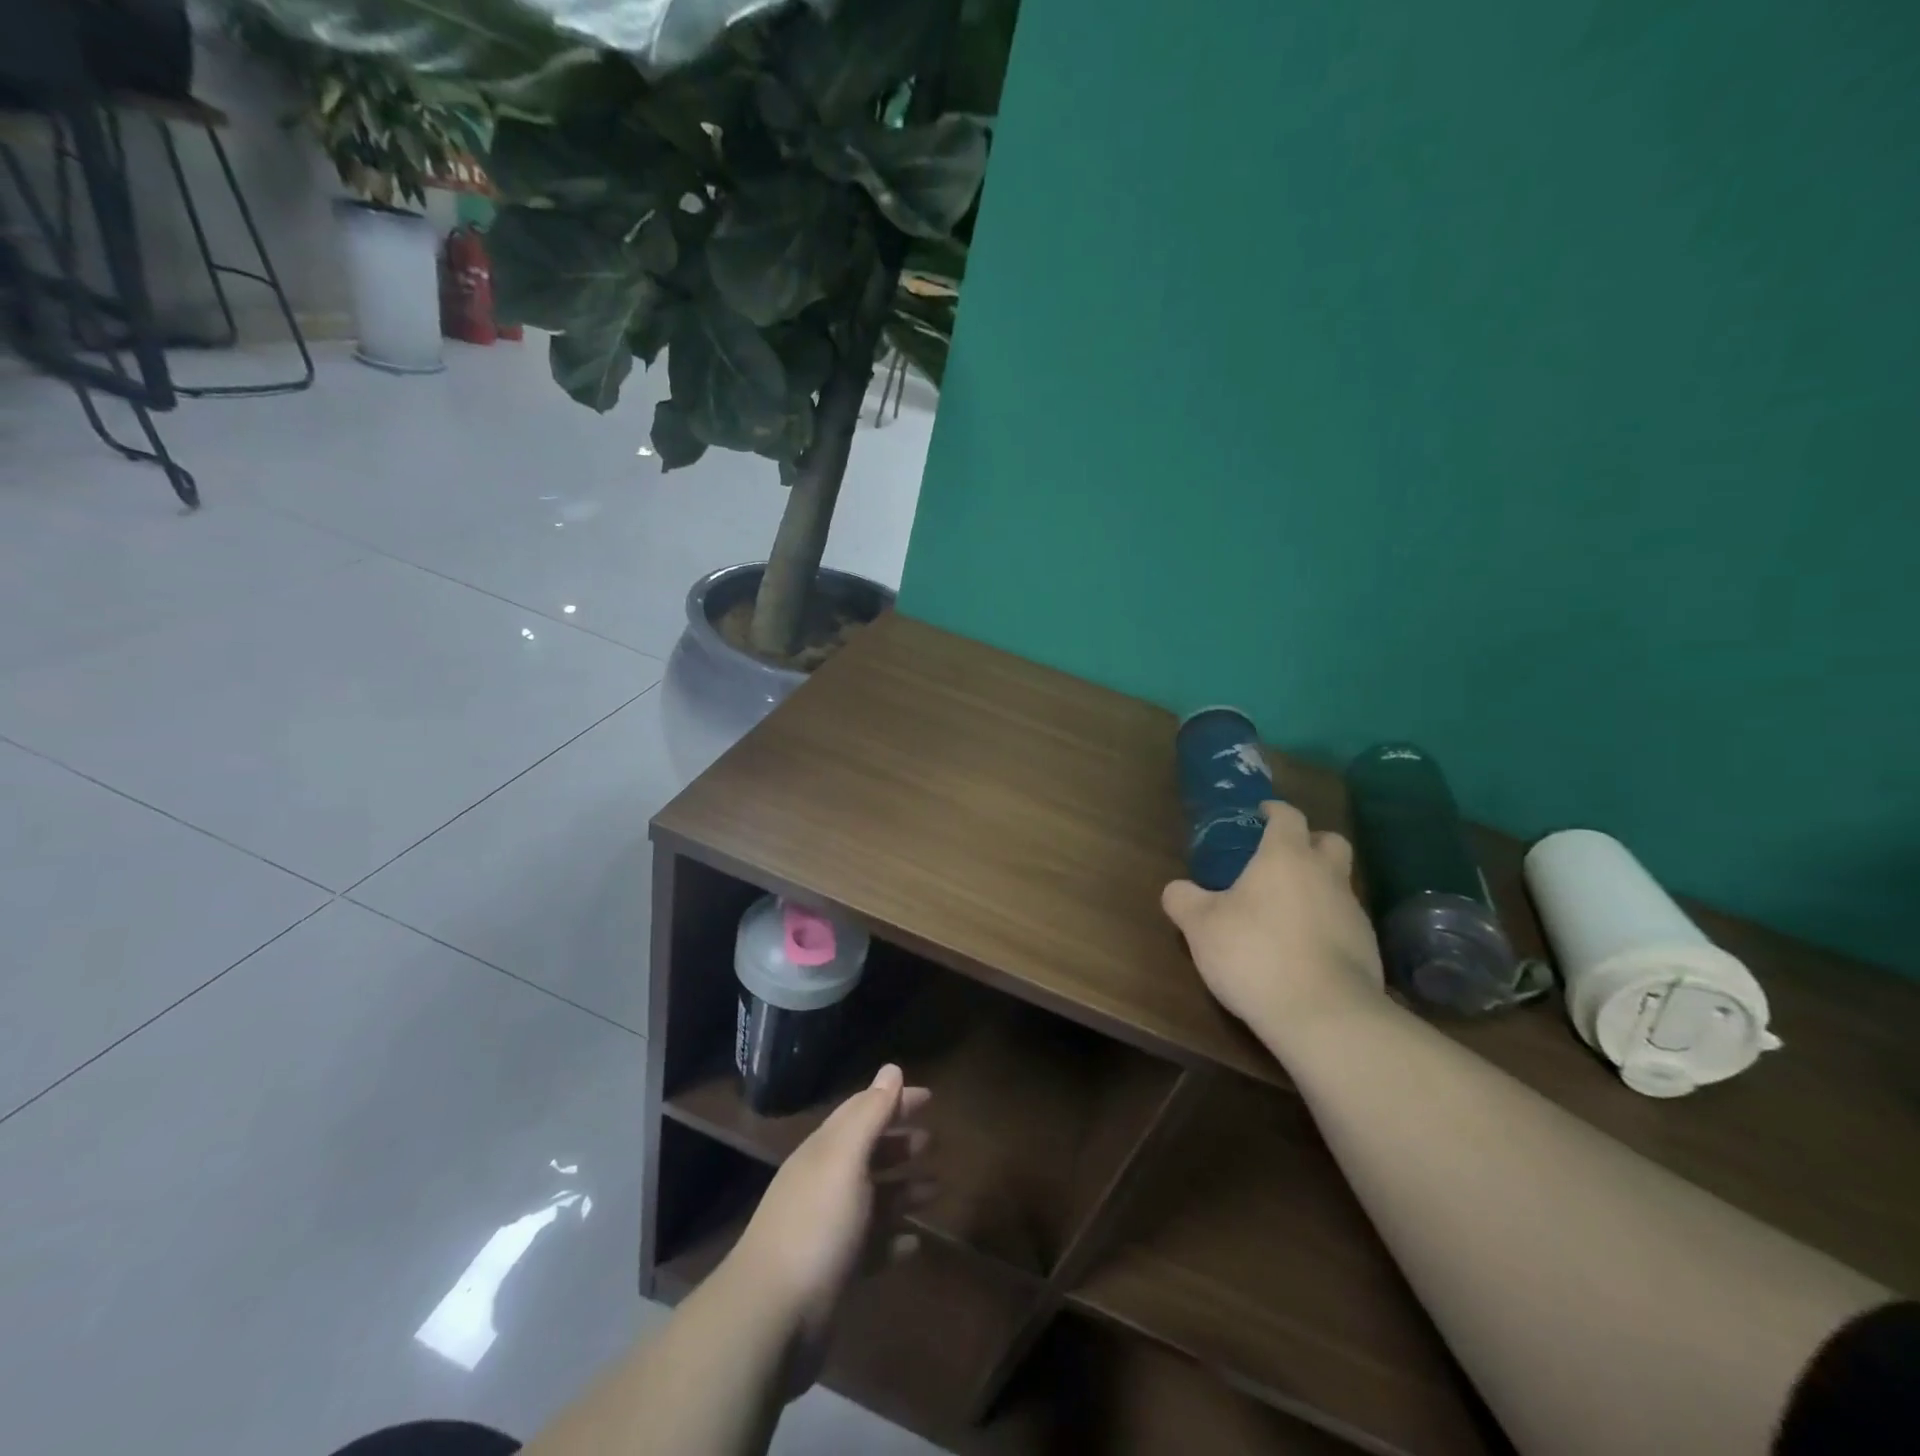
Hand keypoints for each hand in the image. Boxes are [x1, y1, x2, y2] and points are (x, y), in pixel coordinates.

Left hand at [728, 1064, 932, 1394]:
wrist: (771, 1319)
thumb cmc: (816, 1225)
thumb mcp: (845, 1159)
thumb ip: (870, 1114)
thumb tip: (892, 1069)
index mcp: (824, 1152)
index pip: (862, 1111)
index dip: (893, 1100)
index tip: (929, 1097)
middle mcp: (824, 1184)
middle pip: (867, 1153)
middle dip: (899, 1143)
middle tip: (934, 1140)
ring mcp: (828, 1231)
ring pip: (873, 1200)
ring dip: (903, 1190)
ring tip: (937, 1188)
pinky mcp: (834, 1274)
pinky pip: (871, 1248)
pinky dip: (893, 1240)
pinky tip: (915, 1243)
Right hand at [1163, 801, 1384, 1044]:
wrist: (1324, 1015)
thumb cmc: (1255, 954)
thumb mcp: (1200, 927)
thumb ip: (1183, 900)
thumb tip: (1176, 889)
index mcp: (1285, 857)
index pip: (1288, 816)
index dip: (1274, 811)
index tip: (1260, 814)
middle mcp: (1326, 875)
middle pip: (1330, 841)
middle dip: (1310, 842)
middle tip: (1282, 859)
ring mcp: (1353, 912)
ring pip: (1340, 883)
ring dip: (1318, 887)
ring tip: (1286, 913)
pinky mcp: (1368, 949)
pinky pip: (1345, 923)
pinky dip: (1327, 925)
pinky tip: (1304, 950)